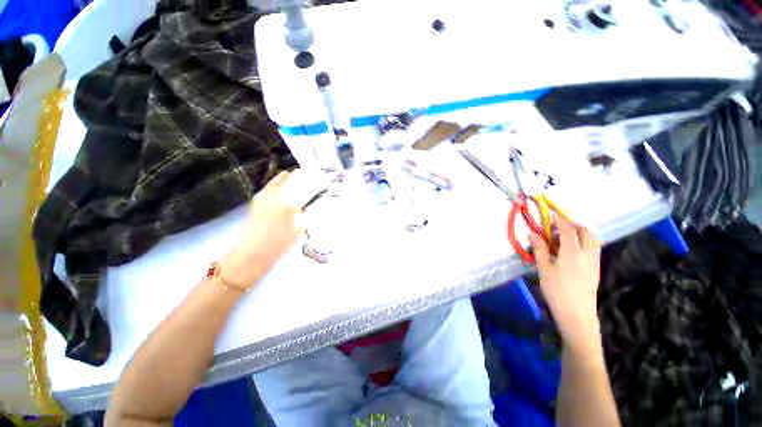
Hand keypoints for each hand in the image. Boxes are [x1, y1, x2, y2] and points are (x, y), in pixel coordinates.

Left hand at [220, 169, 326, 288]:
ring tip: (304, 182)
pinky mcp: (259, 196)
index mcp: (291, 201)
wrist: (253, 252)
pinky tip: (288, 189)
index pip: (312, 186)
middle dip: (309, 176)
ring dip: (296, 177)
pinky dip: (283, 182)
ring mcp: (267, 192)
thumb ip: (312, 212)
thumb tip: (320, 202)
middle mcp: (278, 192)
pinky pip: (274, 183)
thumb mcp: (302, 228)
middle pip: (297, 175)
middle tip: (317, 180)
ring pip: (283, 176)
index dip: (323, 182)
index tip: (330, 181)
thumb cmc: (281, 243)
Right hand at [528, 216, 601, 352]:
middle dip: (572, 224)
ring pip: (592, 240)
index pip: (568, 229)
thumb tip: (533, 233)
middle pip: (585, 232)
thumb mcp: (544, 268)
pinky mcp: (596, 269)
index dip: (559, 220)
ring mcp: (594, 261)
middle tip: (557, 226)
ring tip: (563, 237)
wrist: (577, 314)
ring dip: (580, 233)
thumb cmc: (557, 290)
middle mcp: (588, 253)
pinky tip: (570, 250)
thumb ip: (540, 249)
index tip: (550, 214)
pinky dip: (583, 242)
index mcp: (573, 252)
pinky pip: (593, 248)